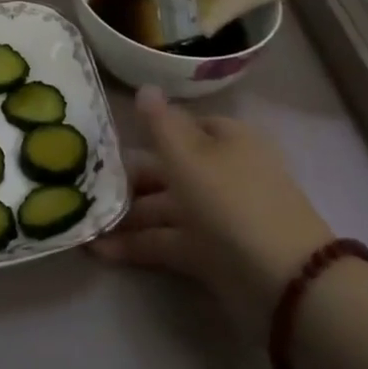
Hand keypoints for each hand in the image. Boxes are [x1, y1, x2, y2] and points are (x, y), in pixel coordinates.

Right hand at [91, 86, 334, 330]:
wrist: (282, 282)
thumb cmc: (230, 201)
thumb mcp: (188, 155)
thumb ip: (160, 123)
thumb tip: (145, 87)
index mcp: (226, 140)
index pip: (182, 126)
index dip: (148, 132)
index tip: (107, 142)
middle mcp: (223, 172)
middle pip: (169, 169)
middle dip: (129, 179)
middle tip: (84, 185)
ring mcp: (218, 215)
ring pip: (165, 207)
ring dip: (127, 216)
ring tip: (84, 222)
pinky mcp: (211, 253)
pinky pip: (167, 241)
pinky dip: (137, 245)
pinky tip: (100, 250)